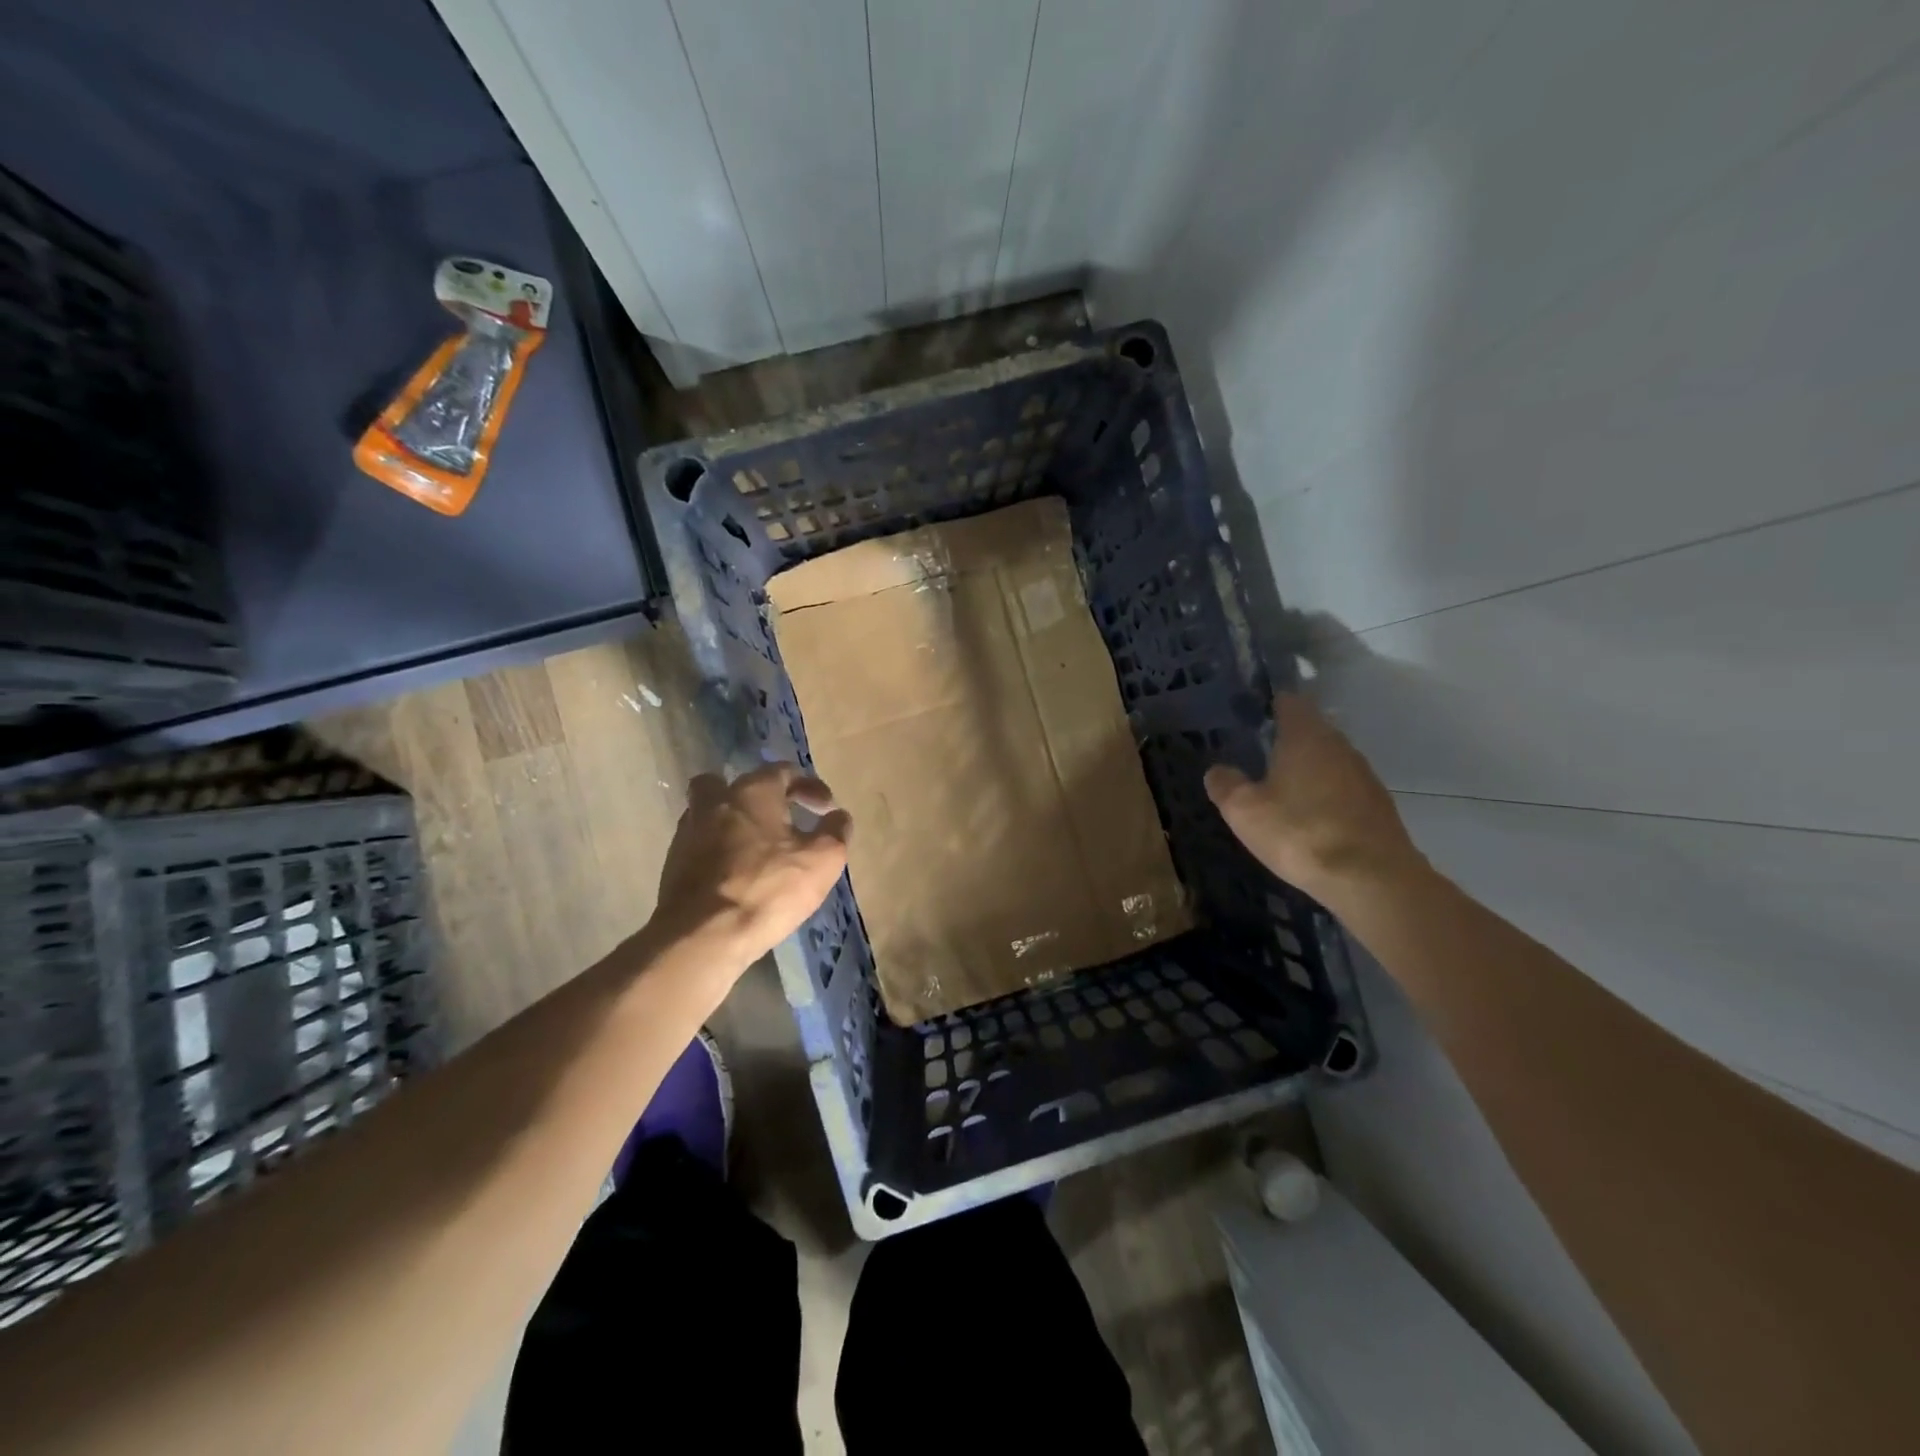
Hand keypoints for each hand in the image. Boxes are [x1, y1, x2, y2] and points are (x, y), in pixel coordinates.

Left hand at [650, 763, 851, 967]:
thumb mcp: (822, 860)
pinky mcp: (673, 864)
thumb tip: (838, 816)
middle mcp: (715, 802)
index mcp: (752, 792)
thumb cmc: (768, 889)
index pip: (783, 771)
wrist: (702, 936)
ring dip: (735, 823)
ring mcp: (688, 832)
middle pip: (735, 785)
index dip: (809, 786)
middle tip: (781, 820)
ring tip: (758, 849)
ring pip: (712, 813)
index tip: (825, 809)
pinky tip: (735, 873)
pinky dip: (719, 850)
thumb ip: (835, 832)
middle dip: (760, 797)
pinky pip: (701, 844)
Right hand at [1205, 693, 1424, 903]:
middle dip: (1287, 741)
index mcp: (1306, 736)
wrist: (1371, 880)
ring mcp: (1364, 776)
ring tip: (1281, 792)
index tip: (1252, 718)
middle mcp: (1340, 746)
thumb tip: (1217, 770)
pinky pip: (1344, 790)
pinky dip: (1326, 797)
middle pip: (1311, 731)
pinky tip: (1310, 820)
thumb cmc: (1300, 832)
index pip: (1290, 702)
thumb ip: (1225, 784)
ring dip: (1308, 771)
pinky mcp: (1378, 807)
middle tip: (1258, 759)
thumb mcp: (1244, 810)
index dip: (1270, 705)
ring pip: (1329, 762)